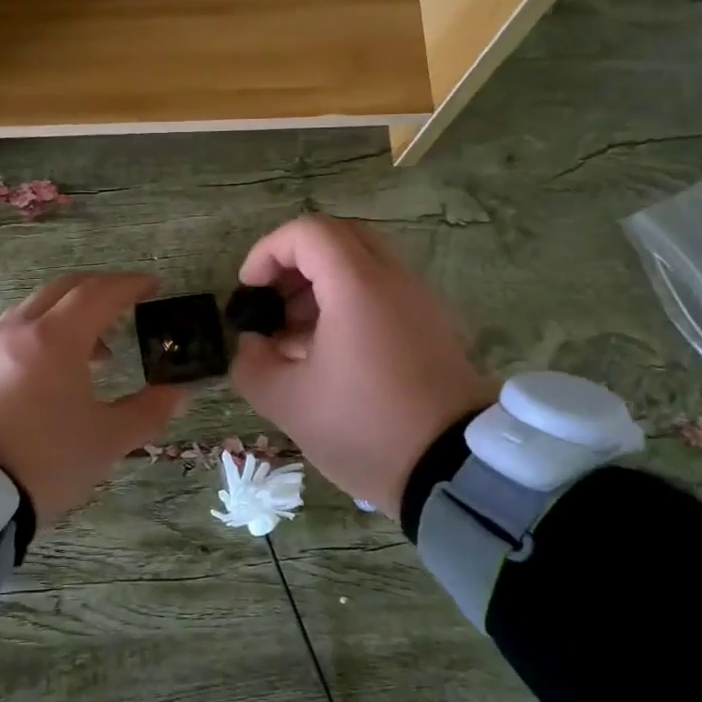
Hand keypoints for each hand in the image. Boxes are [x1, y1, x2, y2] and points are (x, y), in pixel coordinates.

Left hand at [0, 272, 186, 528]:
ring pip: (34, 308)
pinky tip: (52, 371)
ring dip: (68, 314)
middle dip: (99, 290)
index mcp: (55, 339)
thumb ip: (147, 412)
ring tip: (96, 350)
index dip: (130, 285)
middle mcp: (18, 330)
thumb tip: (176, 394)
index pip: (99, 293)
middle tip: (127, 305)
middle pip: (63, 289)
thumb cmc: (45, 461)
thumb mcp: (107, 441)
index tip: (153, 285)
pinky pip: (13, 332)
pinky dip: (42, 333)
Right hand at [230, 216, 491, 515]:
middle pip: (339, 237)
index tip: (249, 290)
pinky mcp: (433, 326)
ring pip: (364, 263)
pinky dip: (349, 302)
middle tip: (272, 301)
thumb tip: (253, 344)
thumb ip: (252, 364)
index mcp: (358, 286)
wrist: (452, 470)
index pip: (308, 231)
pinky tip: (328, 352)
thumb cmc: (365, 427)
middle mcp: (395, 280)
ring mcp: (420, 301)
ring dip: (321, 284)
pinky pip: (384, 292)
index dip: (267, 251)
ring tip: (294, 335)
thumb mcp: (288, 402)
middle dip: (295, 262)